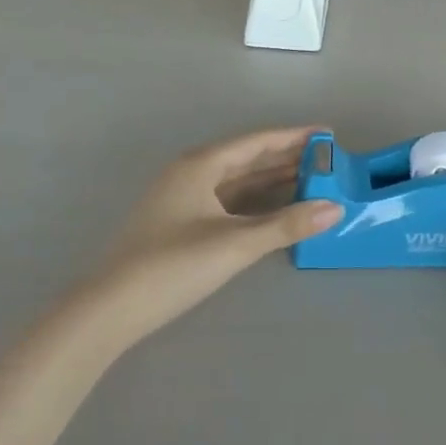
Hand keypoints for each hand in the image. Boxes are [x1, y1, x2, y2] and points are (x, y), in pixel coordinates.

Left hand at [85, 127, 341, 350]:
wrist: (109, 309)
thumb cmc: (173, 265)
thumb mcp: (235, 244)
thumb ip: (287, 224)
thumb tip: (336, 208)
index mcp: (201, 164)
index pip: (258, 141)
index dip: (295, 137)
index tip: (328, 135)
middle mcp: (192, 173)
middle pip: (248, 158)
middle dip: (287, 158)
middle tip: (327, 161)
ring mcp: (183, 198)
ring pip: (237, 181)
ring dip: (272, 181)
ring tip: (311, 181)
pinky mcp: (180, 223)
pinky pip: (227, 201)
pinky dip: (255, 202)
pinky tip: (275, 210)